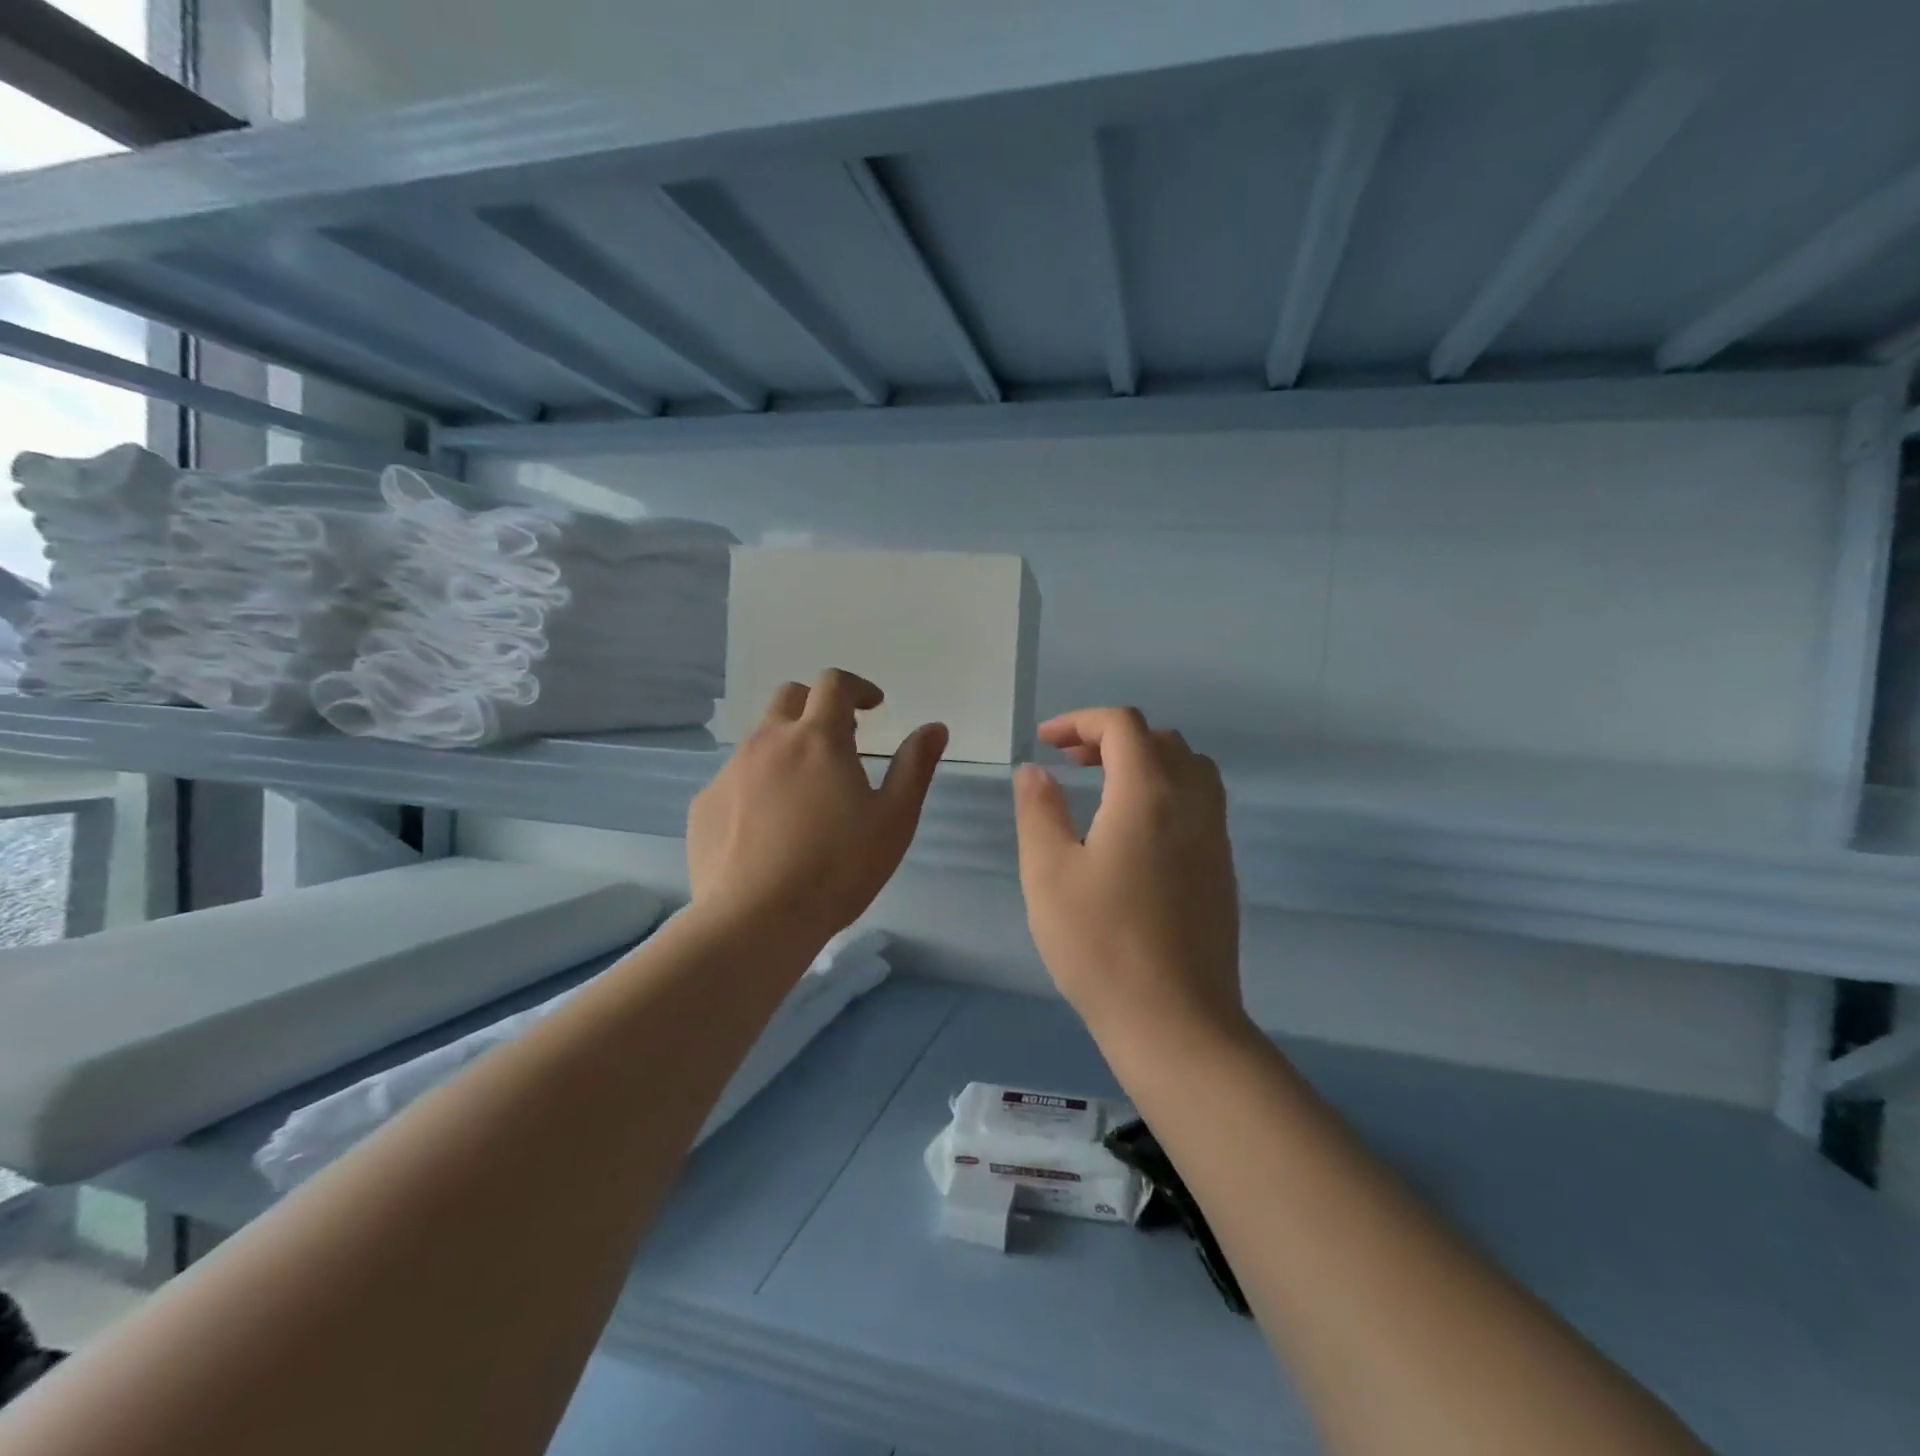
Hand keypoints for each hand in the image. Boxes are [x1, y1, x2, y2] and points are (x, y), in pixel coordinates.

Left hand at [688, 670, 947, 946]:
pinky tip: (769, 828)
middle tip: (839, 741)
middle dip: (817, 705)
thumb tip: (935, 727)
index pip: (834, 684)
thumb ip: (915, 766)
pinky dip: (758, 784)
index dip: (857, 687)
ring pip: (760, 739)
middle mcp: (768, 742)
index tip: (873, 707)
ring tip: (805, 792)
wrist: (755, 921)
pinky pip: (735, 778)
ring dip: (787, 746)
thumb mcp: (894, 819)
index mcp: (817, 738)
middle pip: (789, 697)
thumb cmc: (837, 868)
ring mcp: (730, 772)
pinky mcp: (704, 804)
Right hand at [1013, 707, 1242, 1039]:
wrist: (1175, 1021)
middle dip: (1110, 737)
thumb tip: (1034, 771)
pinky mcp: (1222, 867)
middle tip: (1069, 763)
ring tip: (1103, 787)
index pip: (1122, 726)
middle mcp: (1191, 802)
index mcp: (1148, 794)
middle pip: (1160, 739)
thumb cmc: (1100, 944)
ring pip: (1188, 767)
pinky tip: (1134, 830)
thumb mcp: (1048, 873)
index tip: (1045, 743)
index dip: (1080, 721)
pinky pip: (1200, 801)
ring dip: (1145, 760)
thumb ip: (1038, 811)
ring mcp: (1214, 835)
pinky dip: (1166, 789)